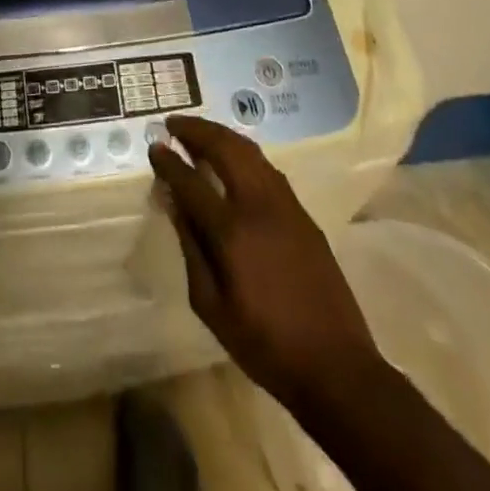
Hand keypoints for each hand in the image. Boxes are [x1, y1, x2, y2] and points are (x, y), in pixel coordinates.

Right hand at [148, 115, 383, 414]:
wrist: (336, 366)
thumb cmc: (264, 344)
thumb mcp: (211, 307)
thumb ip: (190, 248)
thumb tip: (174, 202)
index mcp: (232, 231)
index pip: (191, 182)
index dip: (169, 162)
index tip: (154, 147)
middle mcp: (259, 205)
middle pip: (225, 148)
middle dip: (196, 130)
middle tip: (174, 124)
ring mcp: (285, 205)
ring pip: (250, 152)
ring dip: (221, 135)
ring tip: (199, 132)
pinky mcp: (303, 213)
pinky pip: (267, 168)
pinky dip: (244, 153)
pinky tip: (234, 159)